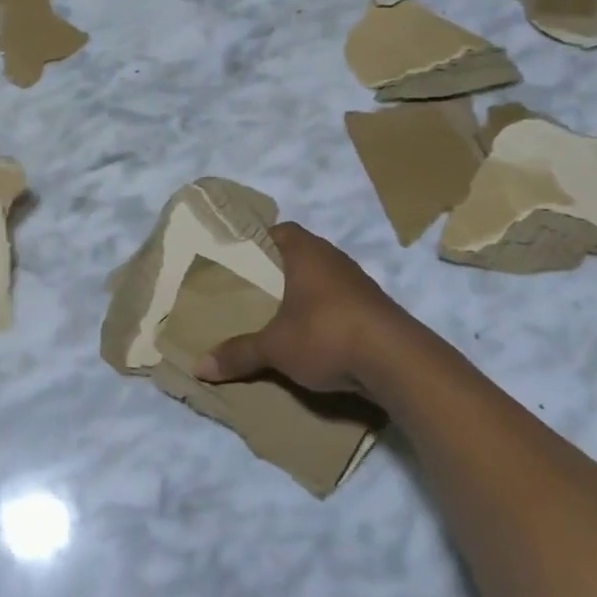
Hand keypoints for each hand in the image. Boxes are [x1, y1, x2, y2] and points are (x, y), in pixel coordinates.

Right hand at [196, 222, 451, 394]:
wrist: (397, 362)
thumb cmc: (326, 334)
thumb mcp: (275, 347)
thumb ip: (239, 353)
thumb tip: (199, 366)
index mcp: (307, 252)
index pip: (280, 230)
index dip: (259, 240)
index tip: (240, 258)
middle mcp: (334, 259)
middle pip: (300, 255)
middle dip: (278, 270)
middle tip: (251, 288)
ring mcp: (359, 284)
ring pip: (322, 280)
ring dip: (304, 293)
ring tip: (276, 313)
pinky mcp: (375, 310)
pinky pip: (340, 303)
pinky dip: (324, 313)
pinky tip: (310, 335)